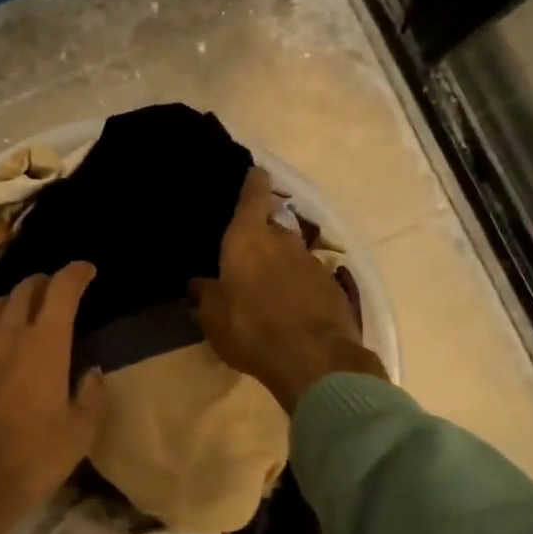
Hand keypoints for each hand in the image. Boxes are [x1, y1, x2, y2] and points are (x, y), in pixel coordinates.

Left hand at [0, 262, 106, 533]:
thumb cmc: (27, 464)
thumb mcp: (77, 437)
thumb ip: (91, 396)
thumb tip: (91, 372)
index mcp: (43, 344)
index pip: (62, 289)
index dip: (76, 273)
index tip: (86, 270)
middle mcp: (5, 334)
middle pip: (24, 289)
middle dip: (44, 283)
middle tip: (56, 293)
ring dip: (13, 304)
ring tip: (23, 316)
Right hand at [191, 167, 385, 411]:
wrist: (315, 361)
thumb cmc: (252, 330)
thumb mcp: (214, 317)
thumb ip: (205, 295)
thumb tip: (199, 284)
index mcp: (248, 239)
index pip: (253, 196)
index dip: (253, 182)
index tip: (254, 172)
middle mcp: (283, 241)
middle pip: (272, 226)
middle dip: (262, 234)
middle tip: (247, 252)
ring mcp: (312, 262)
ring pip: (292, 253)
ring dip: (281, 263)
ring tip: (268, 286)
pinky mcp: (333, 287)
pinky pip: (309, 278)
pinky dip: (299, 286)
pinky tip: (291, 307)